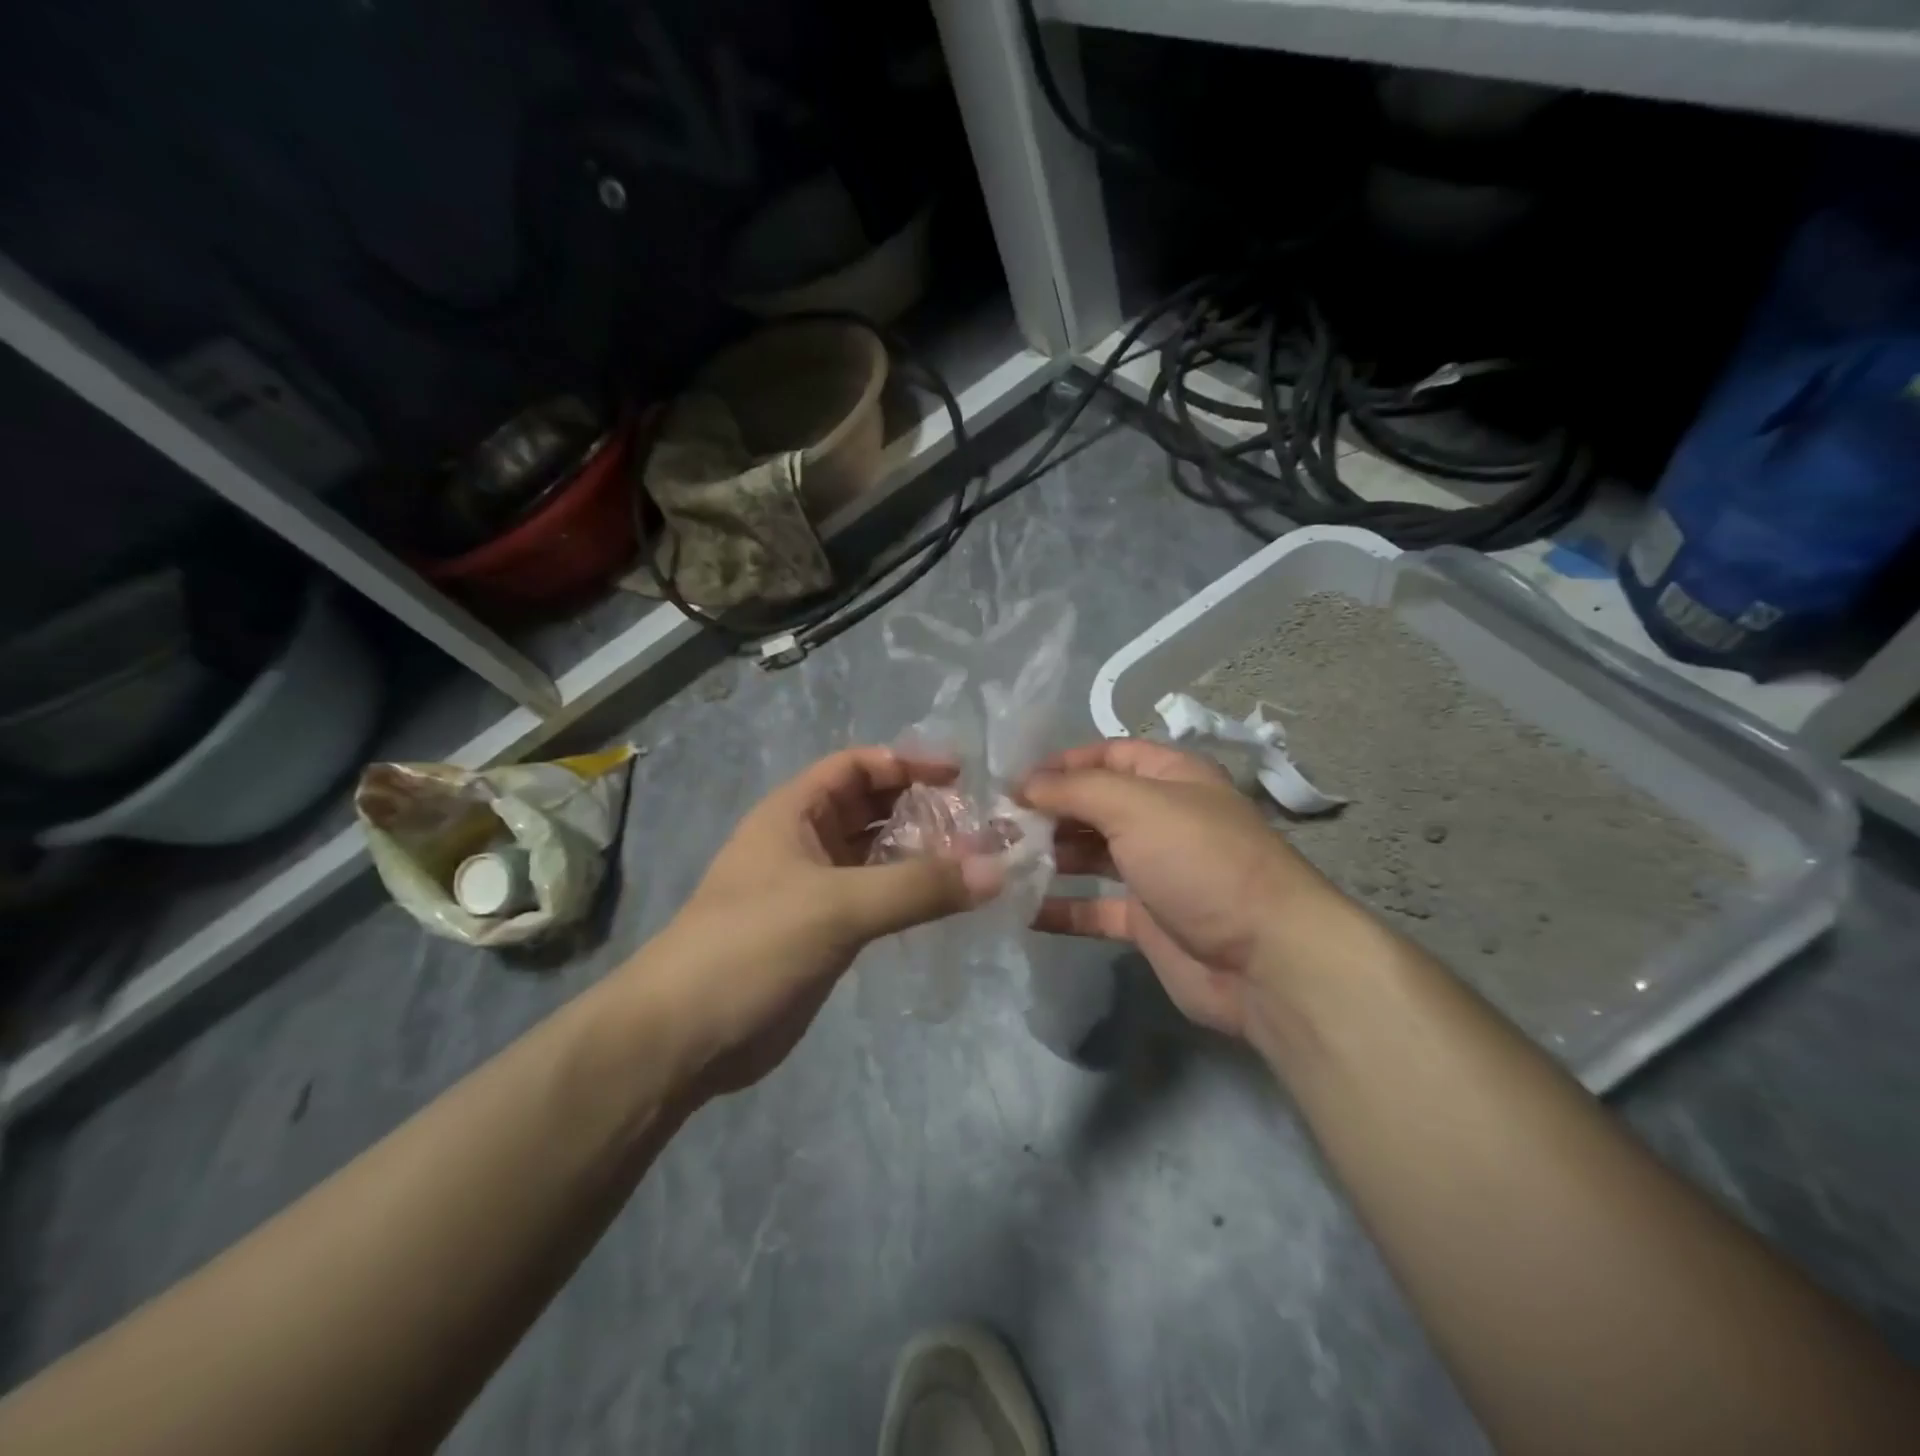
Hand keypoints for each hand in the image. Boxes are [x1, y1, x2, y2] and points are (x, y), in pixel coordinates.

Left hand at [644, 748, 1004, 1092]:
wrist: (684, 1038)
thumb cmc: (752, 946)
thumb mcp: (837, 906)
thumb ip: (917, 886)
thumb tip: (997, 870)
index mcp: (793, 814)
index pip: (855, 766)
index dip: (905, 762)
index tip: (960, 775)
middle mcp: (804, 843)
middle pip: (871, 808)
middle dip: (921, 809)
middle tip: (979, 823)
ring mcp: (815, 890)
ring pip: (877, 855)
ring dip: (921, 854)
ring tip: (976, 861)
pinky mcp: (825, 933)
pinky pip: (877, 898)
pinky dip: (910, 893)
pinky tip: (947, 902)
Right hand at [1021, 740, 1355, 1043]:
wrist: (1264, 959)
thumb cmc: (1200, 861)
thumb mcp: (1136, 806)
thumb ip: (1075, 789)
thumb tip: (1024, 784)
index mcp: (1171, 778)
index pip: (1107, 755)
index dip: (1061, 763)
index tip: (1012, 781)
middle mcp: (1162, 819)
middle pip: (1094, 805)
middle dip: (1047, 811)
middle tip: (994, 826)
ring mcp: (1154, 872)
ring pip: (1090, 856)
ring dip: (1049, 857)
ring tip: (998, 861)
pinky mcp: (1147, 921)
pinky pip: (1095, 908)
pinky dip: (1062, 908)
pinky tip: (1021, 910)